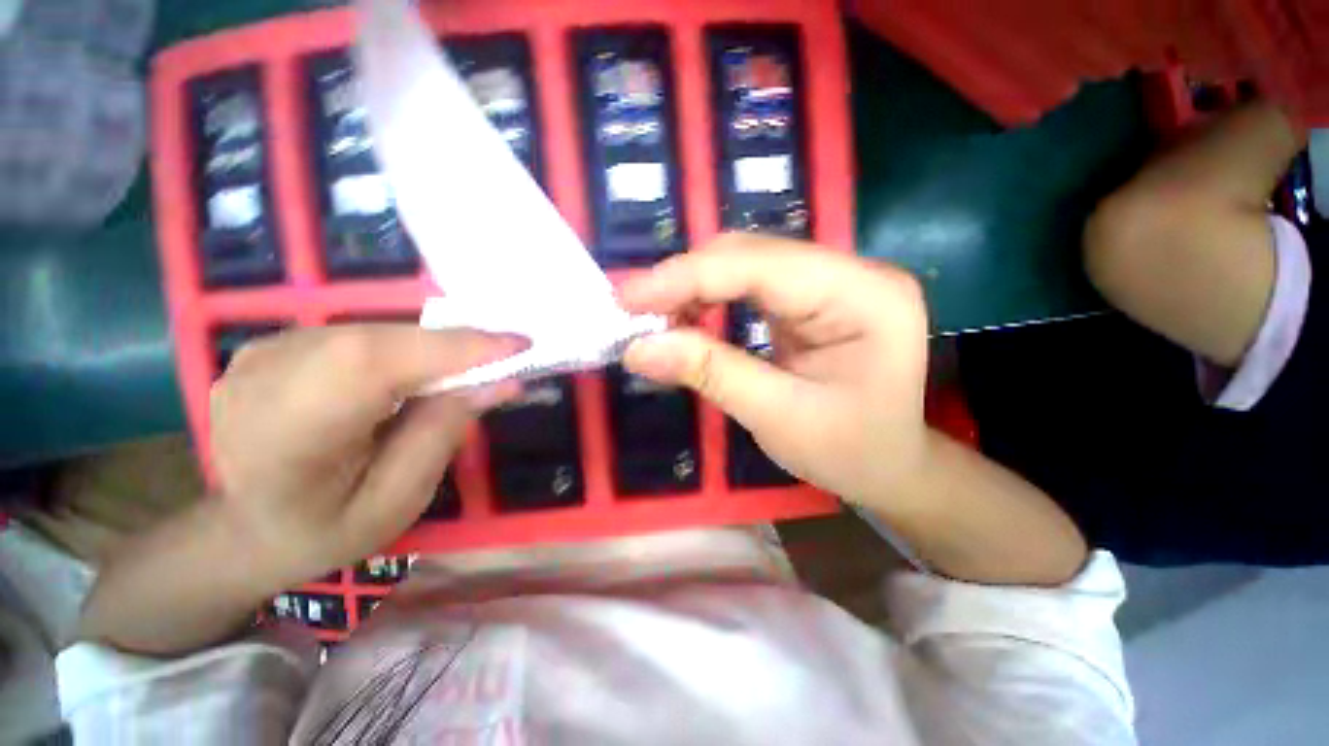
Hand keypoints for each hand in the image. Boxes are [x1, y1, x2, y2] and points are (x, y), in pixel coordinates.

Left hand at [210, 325, 523, 584]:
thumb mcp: (397, 502)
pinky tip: (416, 373)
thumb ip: (443, 434)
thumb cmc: (325, 530)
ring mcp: (259, 355)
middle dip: (453, 347)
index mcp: (284, 438)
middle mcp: (259, 381)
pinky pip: (357, 334)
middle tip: (504, 359)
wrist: (242, 530)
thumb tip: (497, 382)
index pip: (373, 365)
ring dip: (429, 347)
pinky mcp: (272, 345)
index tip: (519, 345)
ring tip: (465, 370)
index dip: (453, 348)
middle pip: (377, 340)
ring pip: (372, 331)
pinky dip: (402, 348)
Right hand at [620, 233, 930, 509]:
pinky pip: (750, 284)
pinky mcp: (812, 297)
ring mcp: (833, 281)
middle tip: (632, 309)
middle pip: (753, 255)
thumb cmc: (850, 451)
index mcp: (865, 297)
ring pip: (746, 264)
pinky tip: (685, 318)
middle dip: (686, 280)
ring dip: (693, 287)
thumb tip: (638, 348)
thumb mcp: (779, 418)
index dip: (690, 276)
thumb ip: (711, 374)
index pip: (764, 266)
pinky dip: (709, 299)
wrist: (890, 465)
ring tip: (652, 317)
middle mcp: (853, 273)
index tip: (628, 296)